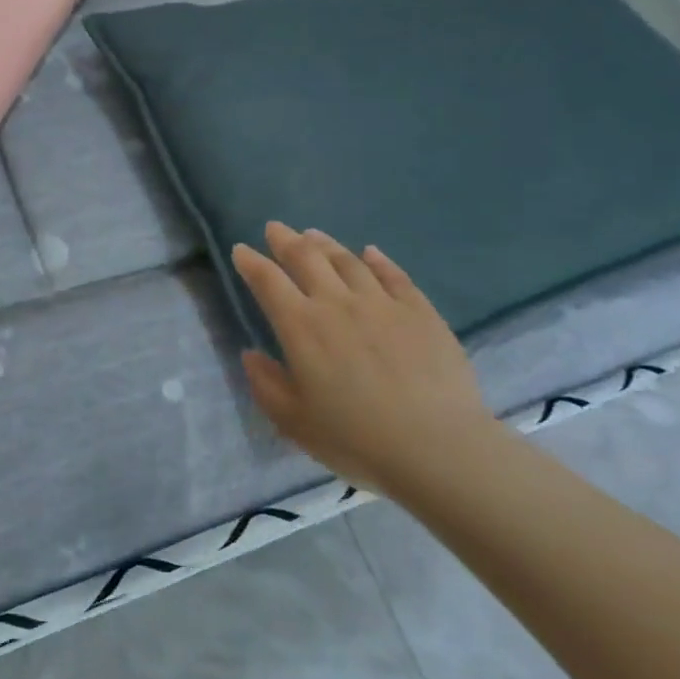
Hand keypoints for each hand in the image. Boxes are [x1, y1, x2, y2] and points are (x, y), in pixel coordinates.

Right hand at [232, 223, 494, 496]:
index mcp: (300, 327)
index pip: (267, 281)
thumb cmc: (357, 439)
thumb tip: (250, 354)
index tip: (241, 250)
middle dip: (285, 240)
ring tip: (312, 234)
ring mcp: (382, 304)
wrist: (439, 449)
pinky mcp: (420, 312)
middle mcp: (337, 303)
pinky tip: (370, 252)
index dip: (251, 262)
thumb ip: (266, 384)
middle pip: (306, 258)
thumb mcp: (294, 422)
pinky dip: (377, 260)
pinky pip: (394, 275)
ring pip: (347, 261)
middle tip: (275, 229)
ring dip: (325, 244)